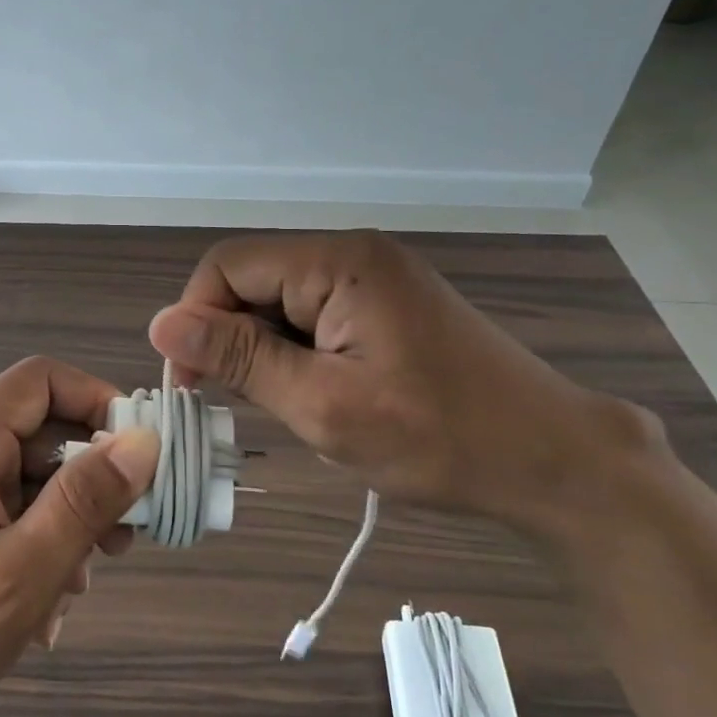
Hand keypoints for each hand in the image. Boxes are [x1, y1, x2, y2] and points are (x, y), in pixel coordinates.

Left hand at [0, 357, 158, 716]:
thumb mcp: (24, 572)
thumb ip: (84, 501)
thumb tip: (142, 441)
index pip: (41, 381)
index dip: (96, 401)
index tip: (139, 454)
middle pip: (41, 434)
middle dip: (89, 482)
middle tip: (122, 540)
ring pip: (31, 480)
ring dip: (66, 526)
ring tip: (77, 586)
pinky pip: (9, 514)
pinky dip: (38, 547)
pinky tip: (43, 606)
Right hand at [148, 231, 659, 544]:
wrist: (555, 462)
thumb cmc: (441, 439)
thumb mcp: (325, 406)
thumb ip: (240, 359)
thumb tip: (162, 323)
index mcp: (339, 263)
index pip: (227, 266)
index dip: (195, 319)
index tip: (193, 386)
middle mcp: (353, 254)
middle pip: (252, 281)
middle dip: (231, 340)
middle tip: (241, 406)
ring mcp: (374, 278)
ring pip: (279, 302)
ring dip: (264, 352)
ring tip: (291, 406)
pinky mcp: (386, 305)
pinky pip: (312, 316)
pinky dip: (296, 354)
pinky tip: (316, 394)